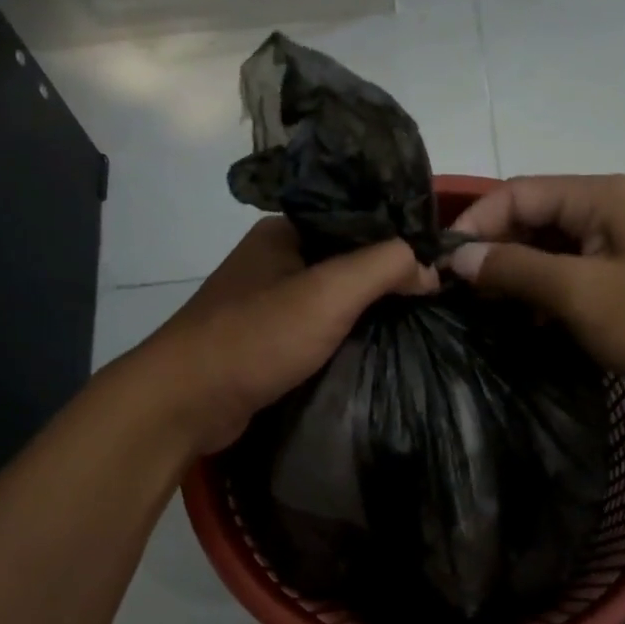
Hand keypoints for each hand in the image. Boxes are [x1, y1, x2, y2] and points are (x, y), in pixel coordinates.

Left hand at [139, 216, 437, 454]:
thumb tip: (429, 266)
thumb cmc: (256, 337)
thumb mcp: (329, 293)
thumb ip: (383, 268)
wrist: (186, 401)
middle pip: (343, 261)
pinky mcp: (263, 344)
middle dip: (384, 280)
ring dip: (364, 313)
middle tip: (432, 299)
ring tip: (412, 325)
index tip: (438, 263)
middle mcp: (272, 262)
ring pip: (330, 300)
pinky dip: (341, 339)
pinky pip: (314, 333)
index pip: (355, 221)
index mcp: (283, 233)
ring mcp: (265, 305)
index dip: (397, 238)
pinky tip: (370, 351)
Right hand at [446, 174, 624, 416]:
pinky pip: (571, 283)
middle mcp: (607, 214)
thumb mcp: (582, 292)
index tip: (440, 265)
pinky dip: (543, 300)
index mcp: (599, 198)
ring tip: (479, 313)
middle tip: (454, 295)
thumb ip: (517, 270)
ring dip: (515, 279)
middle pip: (532, 221)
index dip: (475, 223)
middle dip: (492, 253)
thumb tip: (459, 258)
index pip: (518, 193)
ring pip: (549, 254)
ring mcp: (619, 252)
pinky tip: (522, 327)